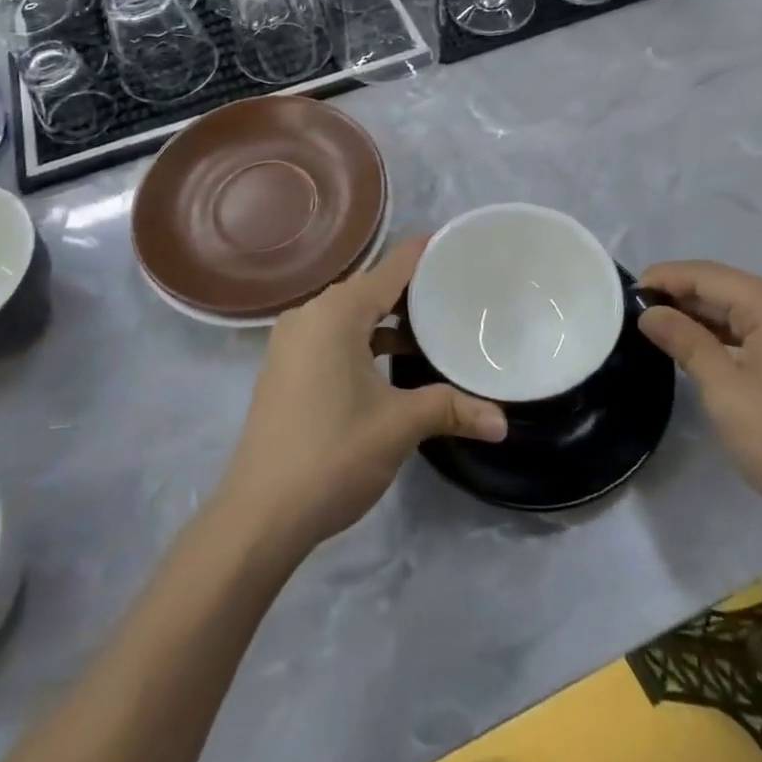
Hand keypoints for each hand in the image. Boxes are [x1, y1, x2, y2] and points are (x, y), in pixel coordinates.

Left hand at [217, 238, 507, 557]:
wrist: (259, 515)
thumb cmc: (333, 455)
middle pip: (371, 286)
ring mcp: (292, 341)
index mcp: (336, 313)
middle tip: (459, 290)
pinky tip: (392, 361)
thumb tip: (502, 422)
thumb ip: (451, 409)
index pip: (392, 267)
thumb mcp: (399, 426)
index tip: (462, 246)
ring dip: (387, 318)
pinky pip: (333, 334)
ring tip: (433, 326)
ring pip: (351, 313)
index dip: (427, 253)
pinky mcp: (286, 366)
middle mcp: (310, 314)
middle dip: (413, 289)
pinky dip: (364, 338)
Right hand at [639, 261, 761, 532]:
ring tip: (658, 327)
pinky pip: (755, 327)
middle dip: (680, 295)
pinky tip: (698, 345)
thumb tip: (649, 312)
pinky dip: (723, 332)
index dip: (665, 279)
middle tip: (636, 312)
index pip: (707, 275)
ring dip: (700, 314)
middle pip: (724, 286)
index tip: (626, 294)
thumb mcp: (724, 390)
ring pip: (739, 307)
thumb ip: (685, 342)